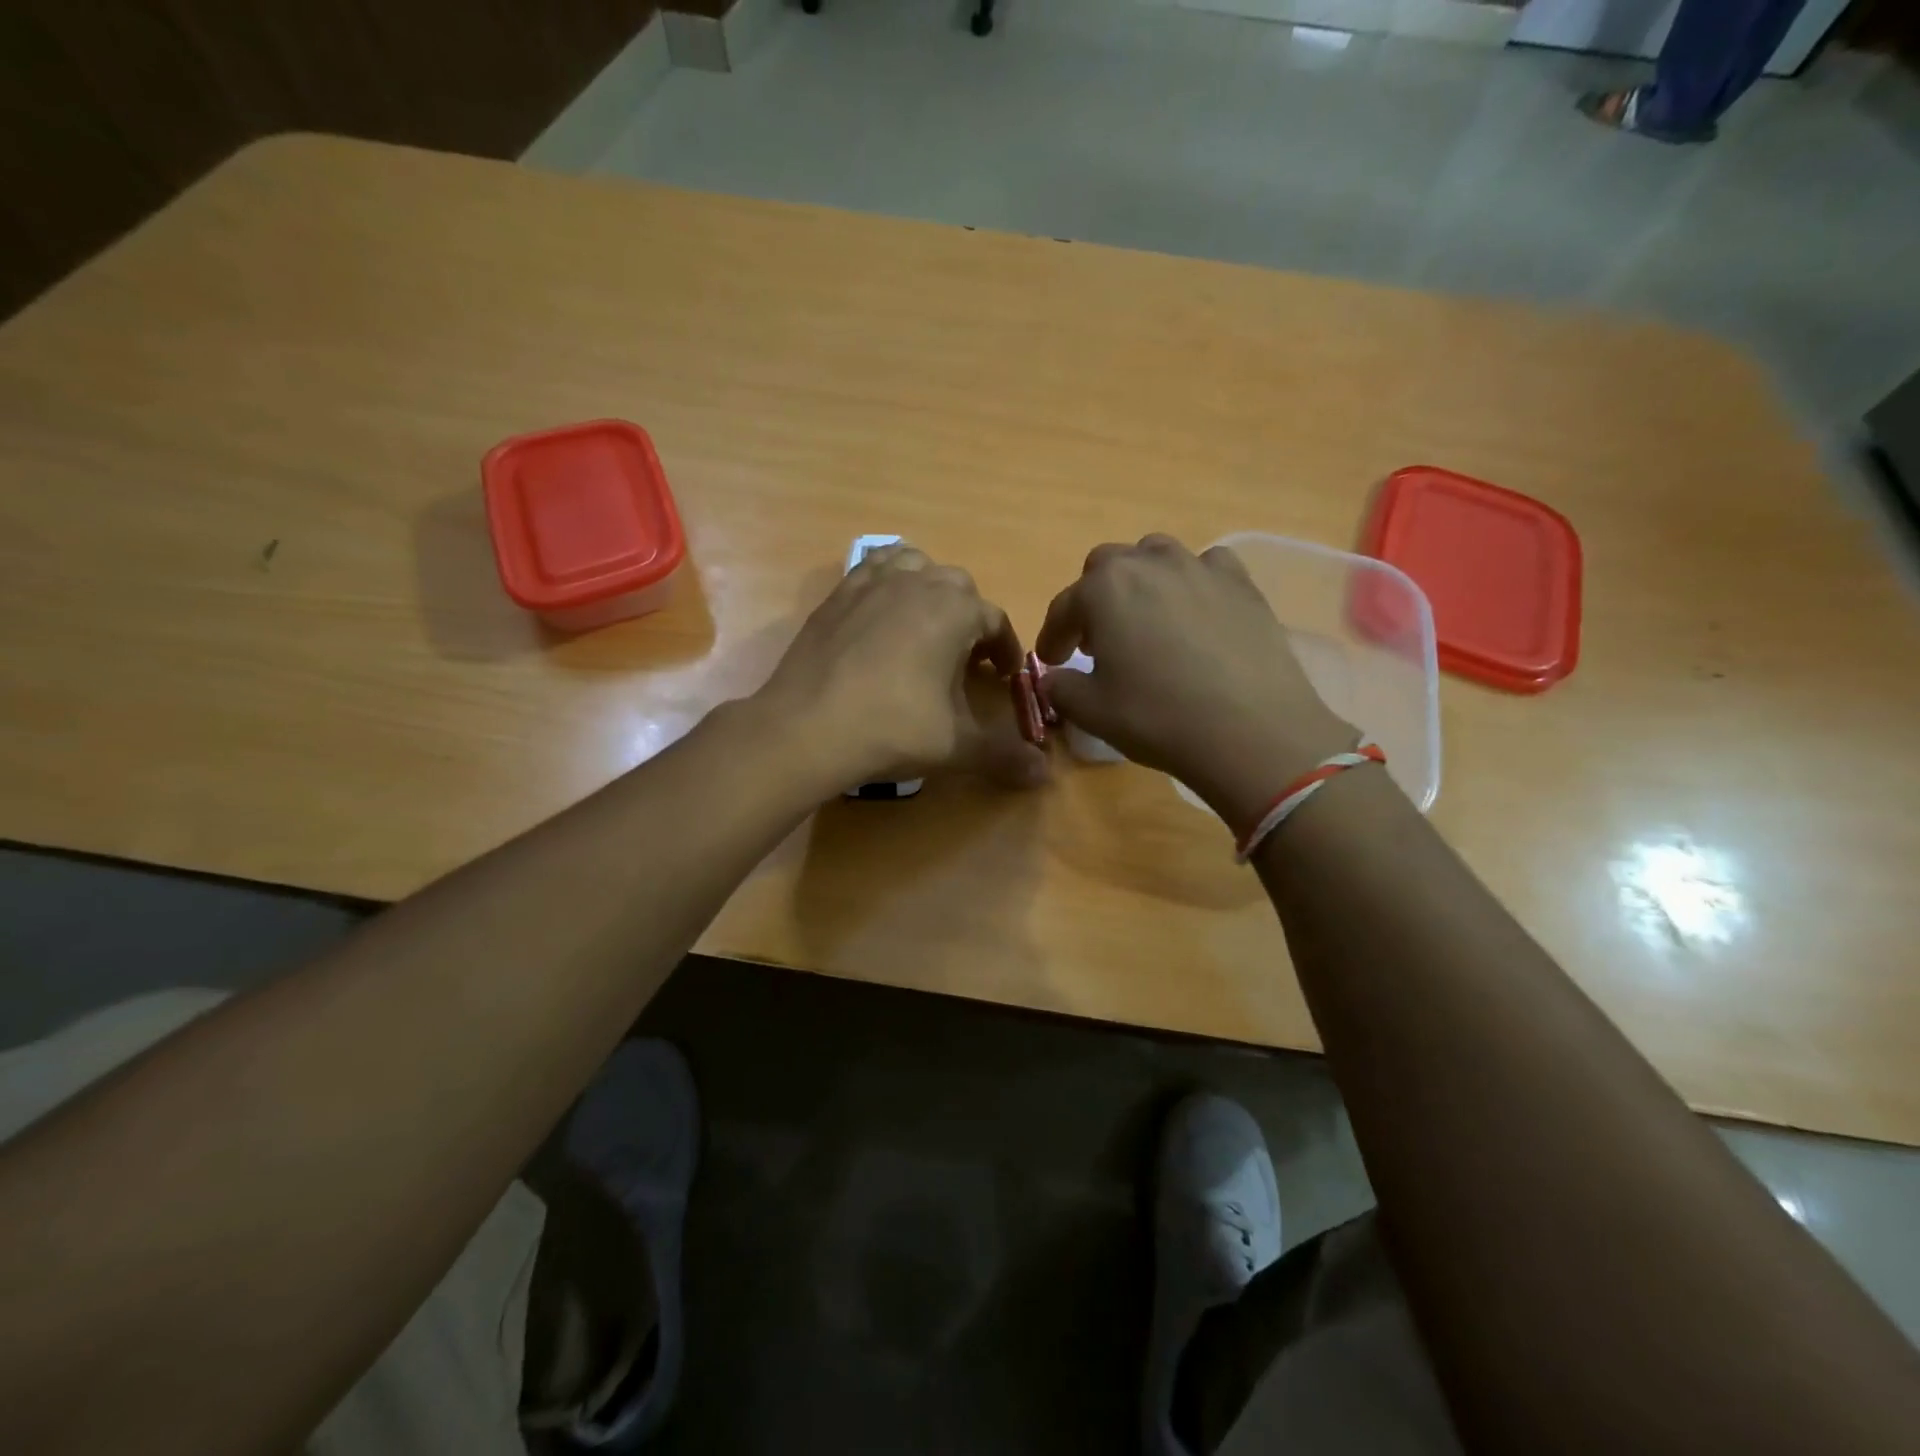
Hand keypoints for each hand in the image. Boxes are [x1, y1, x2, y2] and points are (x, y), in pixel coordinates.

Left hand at [756, 544, 1048, 794]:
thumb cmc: (891, 729)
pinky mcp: (838, 593)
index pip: (995, 620)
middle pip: (958, 587)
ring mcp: (873, 583)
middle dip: (970, 618)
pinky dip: (889, 581)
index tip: (1004, 676)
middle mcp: (918, 582)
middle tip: (965, 658)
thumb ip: (1003, 755)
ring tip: (927, 626)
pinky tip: (883, 613)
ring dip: (930, 590)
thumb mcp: (955, 746)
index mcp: (954, 611)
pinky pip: (873, 568)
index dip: (1005, 649)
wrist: (807, 728)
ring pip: (916, 566)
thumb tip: (1045, 774)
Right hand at [1036, 535, 1354, 828]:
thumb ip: (1060, 687)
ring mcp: (1200, 568)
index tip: (1051, 660)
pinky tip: (1196, 614)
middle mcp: (1149, 563)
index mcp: (1104, 589)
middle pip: (1107, 567)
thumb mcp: (1091, 711)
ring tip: (1146, 620)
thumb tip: (1054, 678)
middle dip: (1094, 599)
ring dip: (1141, 582)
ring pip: (1156, 556)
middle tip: (1096, 639)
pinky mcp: (1242, 584)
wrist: (1251, 731)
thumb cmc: (1157, 717)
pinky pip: (1207, 568)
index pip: (1064, 607)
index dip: (1053, 636)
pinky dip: (1192, 583)